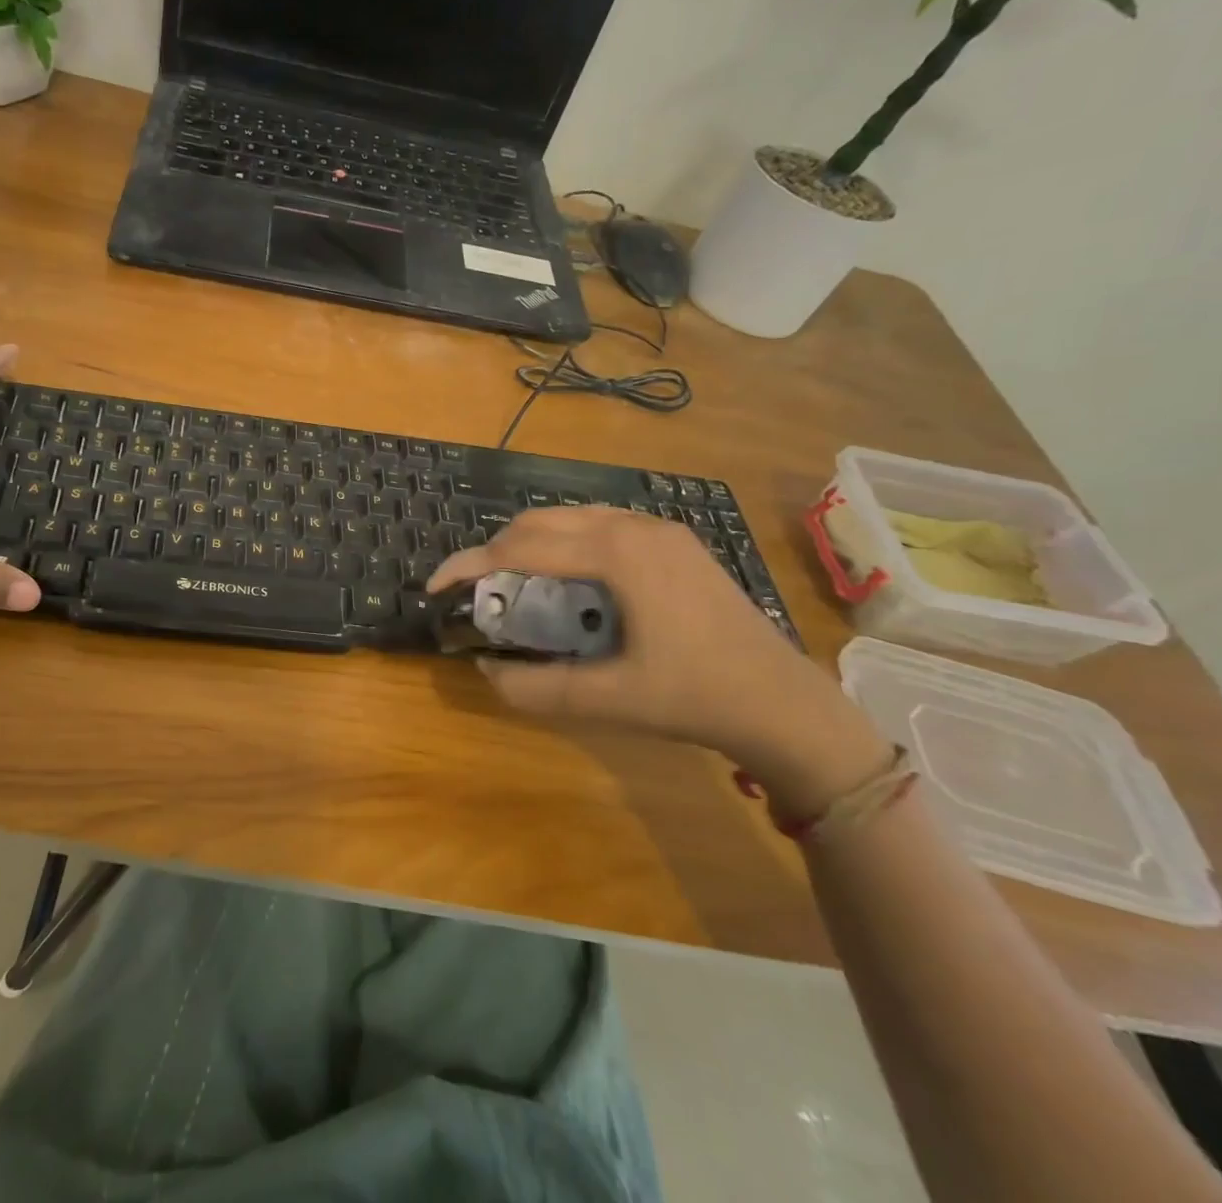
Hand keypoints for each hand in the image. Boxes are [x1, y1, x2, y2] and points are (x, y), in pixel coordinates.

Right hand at [428, 506, 857, 769]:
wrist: (785, 703)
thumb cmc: (696, 696)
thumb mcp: (609, 699)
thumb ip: (538, 687)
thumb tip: (485, 671)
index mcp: (618, 553)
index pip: (521, 547)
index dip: (470, 564)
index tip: (436, 586)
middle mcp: (634, 525)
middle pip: (541, 521)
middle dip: (496, 550)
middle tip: (474, 589)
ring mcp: (659, 528)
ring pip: (570, 517)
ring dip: (530, 543)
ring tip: (511, 583)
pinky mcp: (673, 540)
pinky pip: (600, 524)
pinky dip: (565, 543)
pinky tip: (565, 579)